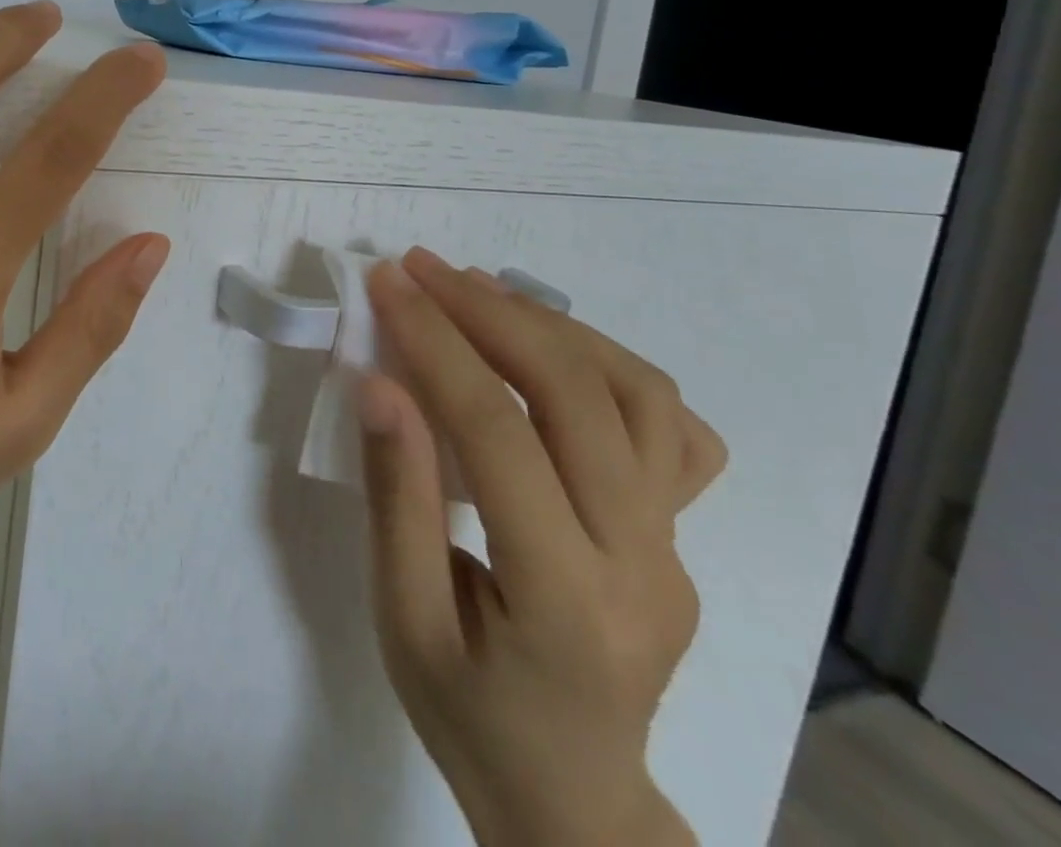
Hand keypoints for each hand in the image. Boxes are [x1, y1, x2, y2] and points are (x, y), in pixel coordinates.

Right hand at [354, 248, 727, 846]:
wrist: (571, 798)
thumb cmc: (468, 713)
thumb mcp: (403, 618)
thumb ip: (396, 497)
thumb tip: (380, 383)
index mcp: (564, 598)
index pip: (497, 432)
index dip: (435, 343)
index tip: (386, 284)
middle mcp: (642, 562)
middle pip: (577, 396)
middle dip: (489, 312)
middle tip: (421, 268)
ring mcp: (676, 547)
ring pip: (638, 395)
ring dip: (550, 324)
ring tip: (476, 290)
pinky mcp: (679, 536)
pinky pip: (667, 427)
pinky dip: (606, 365)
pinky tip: (548, 349)